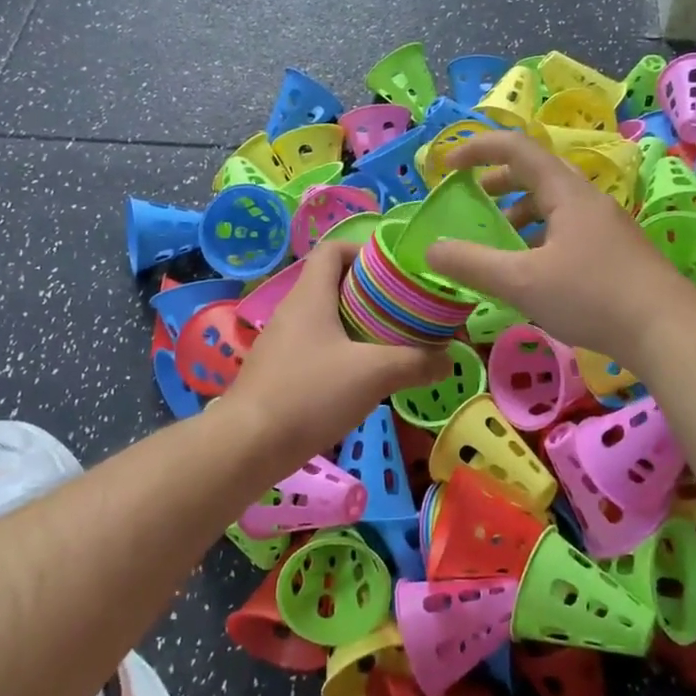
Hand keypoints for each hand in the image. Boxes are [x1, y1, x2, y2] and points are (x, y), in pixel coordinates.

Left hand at [219, 239, 450, 472]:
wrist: (247, 446)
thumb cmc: (310, 394)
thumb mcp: (374, 374)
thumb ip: (416, 362)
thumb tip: (448, 360)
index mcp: (310, 295)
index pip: (332, 249)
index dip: (363, 251)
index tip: (394, 273)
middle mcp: (292, 311)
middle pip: (333, 284)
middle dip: (371, 294)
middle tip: (404, 312)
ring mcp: (282, 343)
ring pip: (326, 320)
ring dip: (358, 327)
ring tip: (391, 345)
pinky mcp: (278, 373)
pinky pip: (315, 349)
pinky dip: (341, 354)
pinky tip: (362, 380)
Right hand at [424, 131, 695, 371]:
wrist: (669, 331)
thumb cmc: (593, 297)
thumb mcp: (522, 283)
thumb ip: (473, 265)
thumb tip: (432, 251)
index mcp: (565, 192)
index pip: (515, 148)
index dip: (476, 149)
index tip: (445, 167)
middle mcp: (587, 199)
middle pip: (536, 174)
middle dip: (497, 182)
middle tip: (471, 201)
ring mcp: (606, 225)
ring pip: (553, 205)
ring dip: (519, 213)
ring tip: (499, 241)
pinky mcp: (616, 251)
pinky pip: (568, 229)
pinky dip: (540, 237)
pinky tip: (535, 272)